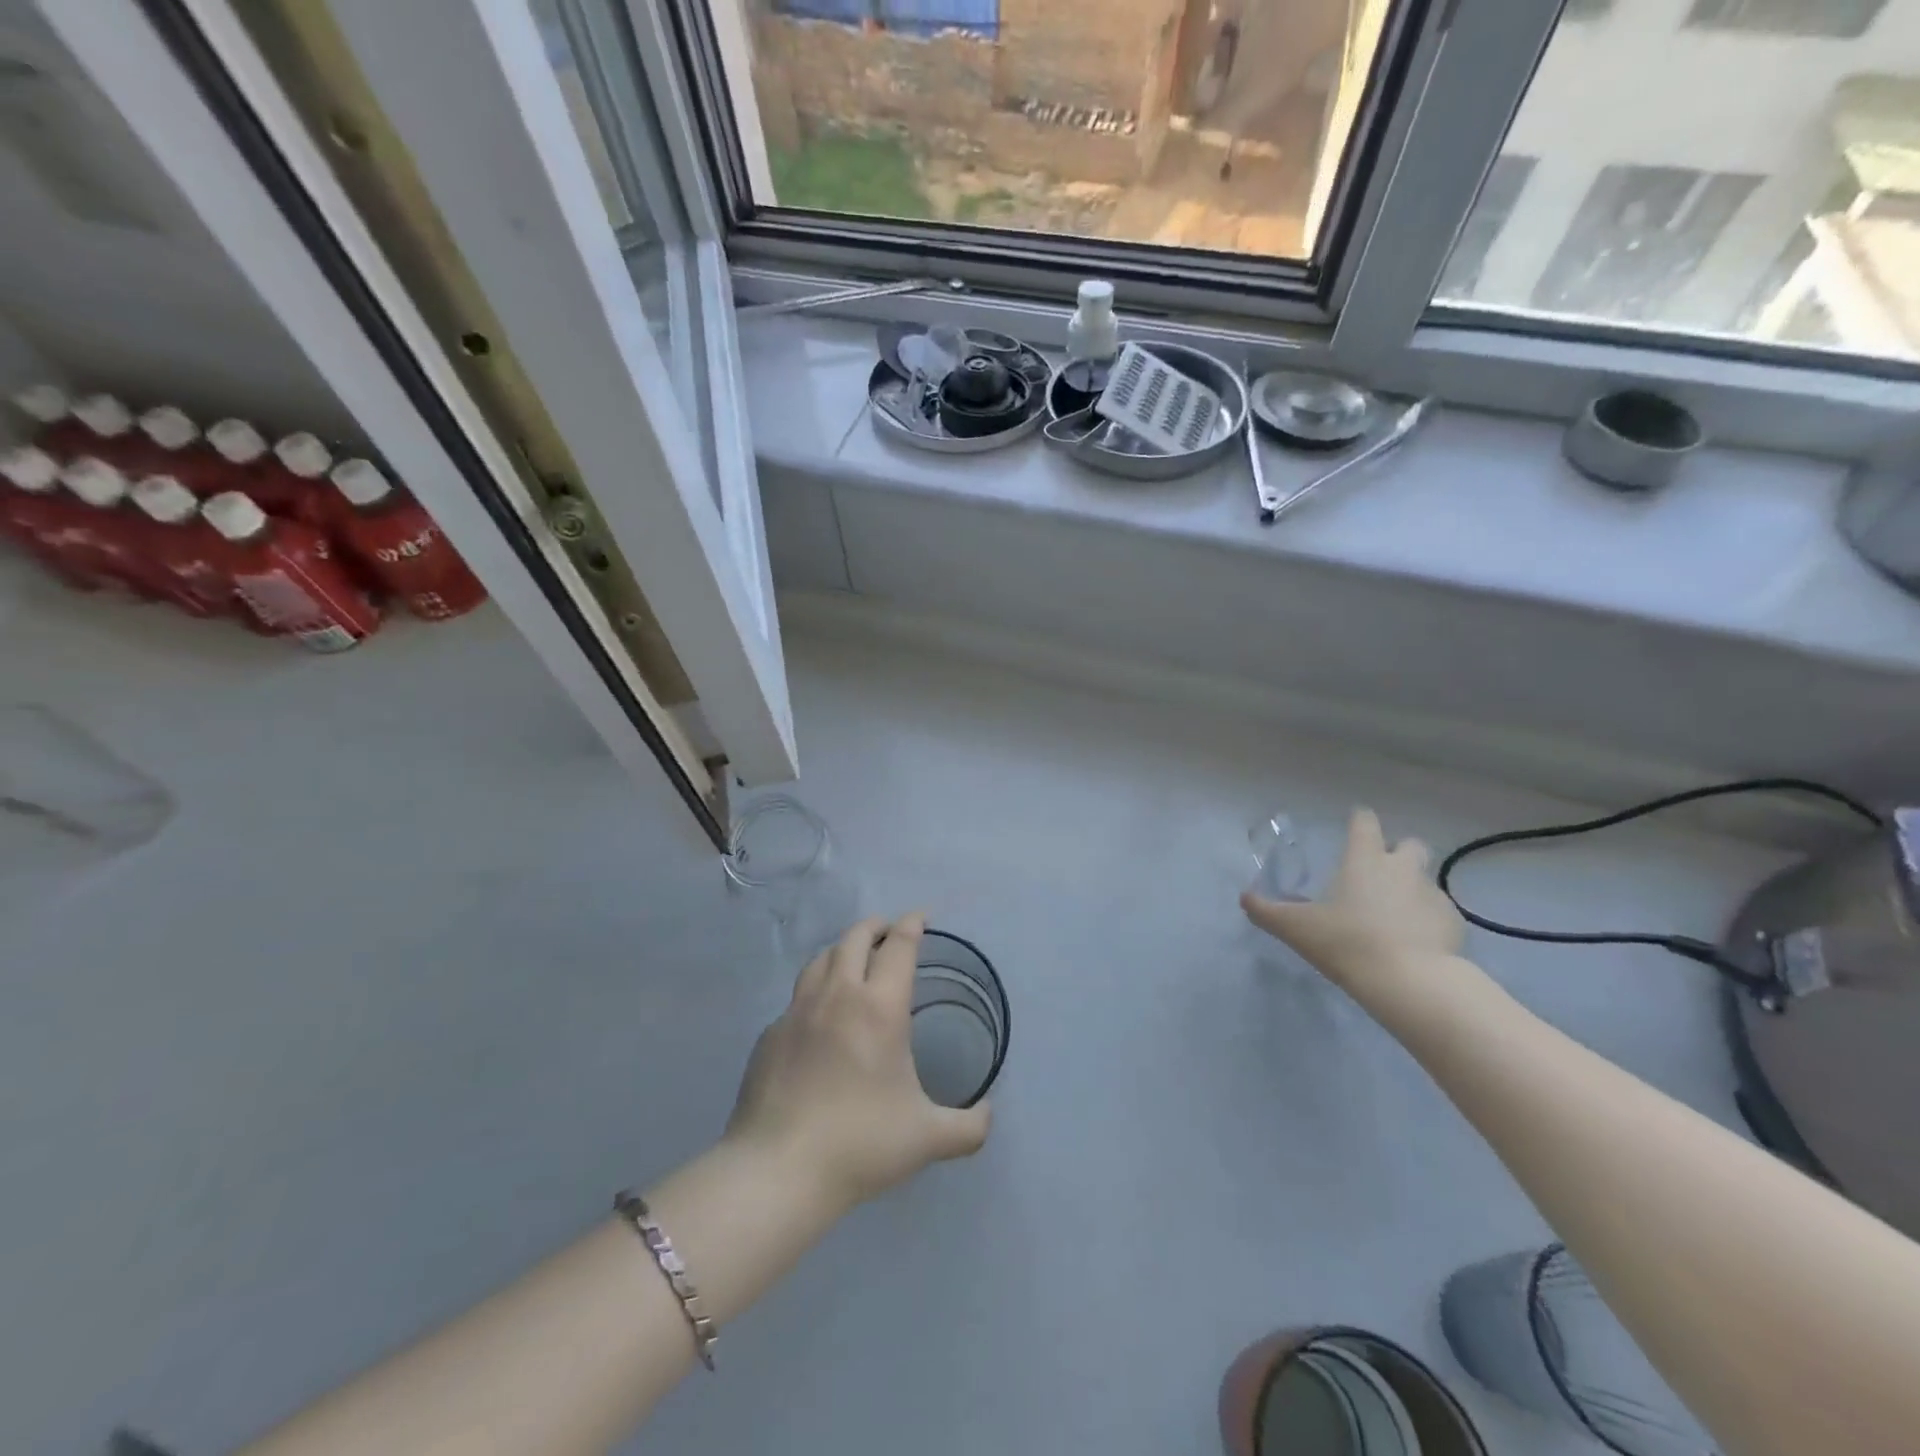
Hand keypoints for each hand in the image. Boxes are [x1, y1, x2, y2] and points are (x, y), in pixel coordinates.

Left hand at [726, 913, 990, 1208]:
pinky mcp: (770, 1035)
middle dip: (875, 926)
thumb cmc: (861, 1144)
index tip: (920, 917)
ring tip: (852, 957)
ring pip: (821, 958)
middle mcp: (838, 996)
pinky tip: (819, 1014)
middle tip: (888, 930)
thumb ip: (969, 1127)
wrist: (778, 1169)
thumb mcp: (927, 1138)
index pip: (898, 946)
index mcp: (879, 1007)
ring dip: (842, 948)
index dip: (911, 925)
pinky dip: (815, 990)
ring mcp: (797, 1012)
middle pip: (855, 938)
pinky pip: (797, 997)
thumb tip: (988, 1114)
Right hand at [1241, 807, 1466, 1002]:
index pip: (1365, 821)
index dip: (1358, 822)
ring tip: (1393, 917)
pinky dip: (1426, 920)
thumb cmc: (1347, 942)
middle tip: (1376, 877)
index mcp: (1364, 859)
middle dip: (1396, 853)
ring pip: (1424, 879)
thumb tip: (1245, 898)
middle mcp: (1402, 867)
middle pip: (1409, 844)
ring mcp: (1433, 894)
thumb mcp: (1296, 929)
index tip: (1352, 829)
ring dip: (1410, 889)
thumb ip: (1266, 911)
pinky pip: (1439, 912)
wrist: (1411, 982)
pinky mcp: (1455, 923)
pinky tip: (1414, 943)